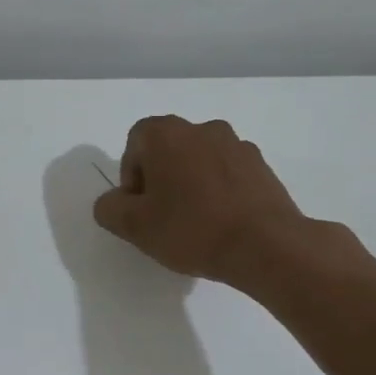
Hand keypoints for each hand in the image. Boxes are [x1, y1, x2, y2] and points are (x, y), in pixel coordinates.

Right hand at [93, 115, 311, 286]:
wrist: (266, 245)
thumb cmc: (191, 229)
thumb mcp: (134, 226)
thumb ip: (109, 208)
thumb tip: (114, 201)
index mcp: (167, 134)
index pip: (136, 142)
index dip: (131, 175)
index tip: (140, 207)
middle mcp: (203, 128)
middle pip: (168, 149)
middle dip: (160, 178)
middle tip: (162, 217)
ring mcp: (237, 145)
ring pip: (200, 161)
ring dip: (191, 184)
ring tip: (195, 223)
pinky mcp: (263, 167)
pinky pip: (228, 174)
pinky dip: (219, 192)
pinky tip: (221, 223)